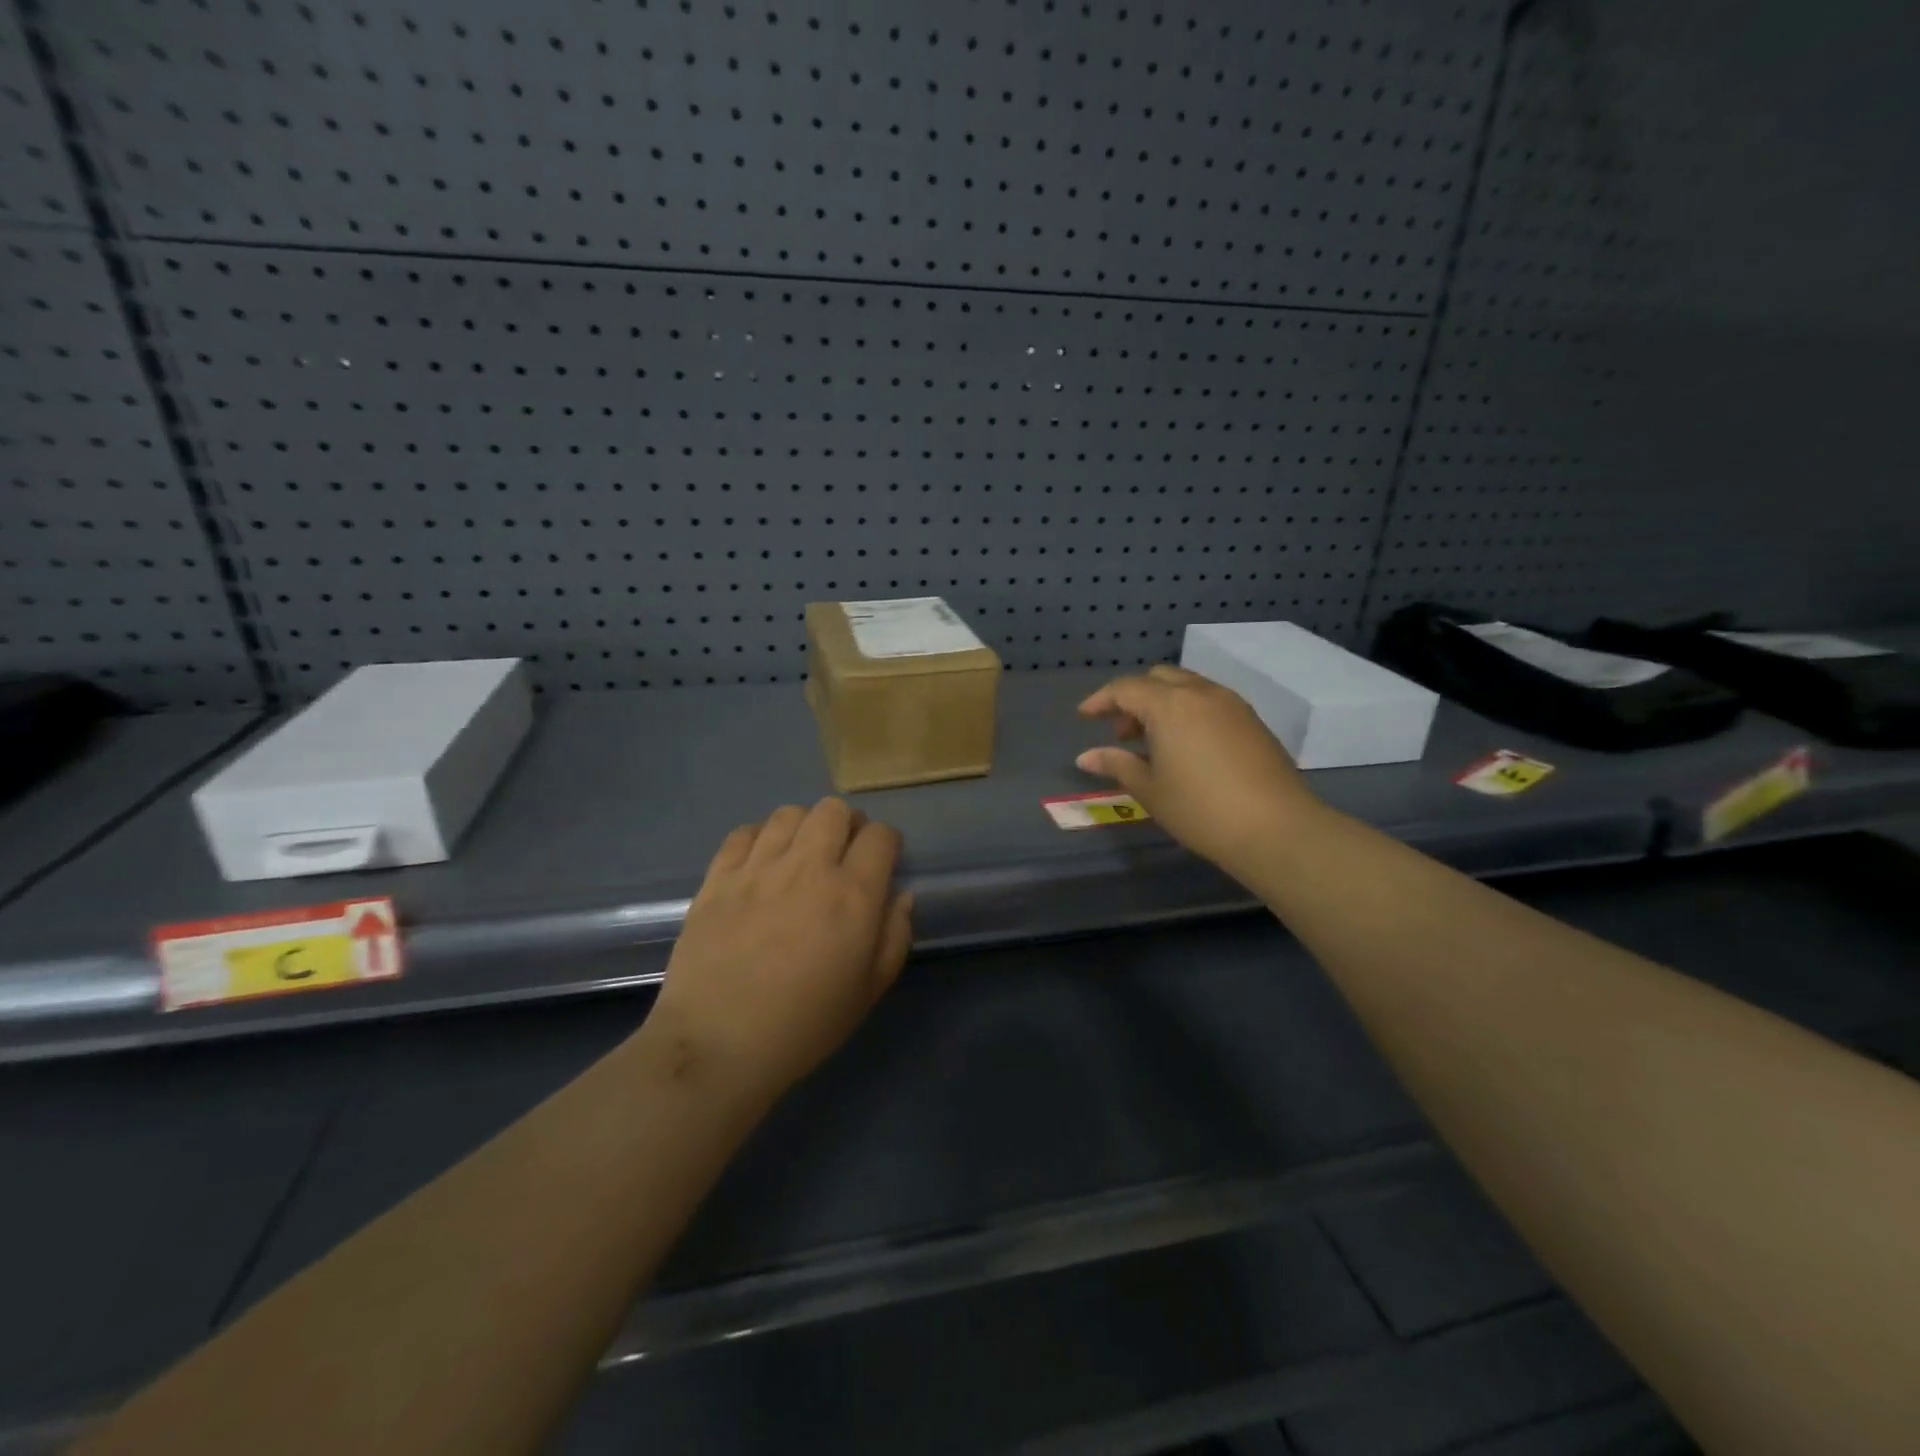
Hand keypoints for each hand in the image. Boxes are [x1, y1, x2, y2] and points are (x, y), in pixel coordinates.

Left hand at [648, 799, 912, 1104]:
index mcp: (853, 895)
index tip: (881, 863)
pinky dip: (760, 839)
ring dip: (804, 828)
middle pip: (834, 810)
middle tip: (842, 854)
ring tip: (800, 856)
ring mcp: (759, 868)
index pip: (881, 836)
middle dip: (847, 825)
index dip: (887, 844)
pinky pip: (744, 832)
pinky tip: (760, 864)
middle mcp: (809, 867)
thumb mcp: (870, 990)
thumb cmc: (805, 1024)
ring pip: (790, 813)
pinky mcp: (718, 877)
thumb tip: (899, 895)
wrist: (719, 1044)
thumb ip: (895, 935)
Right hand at [1077, 665, 1321, 876]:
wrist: (1276, 827)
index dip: (1101, 700)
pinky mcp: (1252, 719)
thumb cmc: (1200, 810)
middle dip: (1133, 697)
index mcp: (1169, 705)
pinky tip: (1186, 746)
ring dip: (1162, 702)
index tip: (1084, 717)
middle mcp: (1200, 693)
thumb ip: (1117, 765)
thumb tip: (1086, 756)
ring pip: (1187, 686)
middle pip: (1158, 678)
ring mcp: (1231, 703)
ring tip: (1152, 741)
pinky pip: (1209, 700)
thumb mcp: (1150, 790)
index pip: (1126, 688)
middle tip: (1121, 733)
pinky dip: (1188, 711)